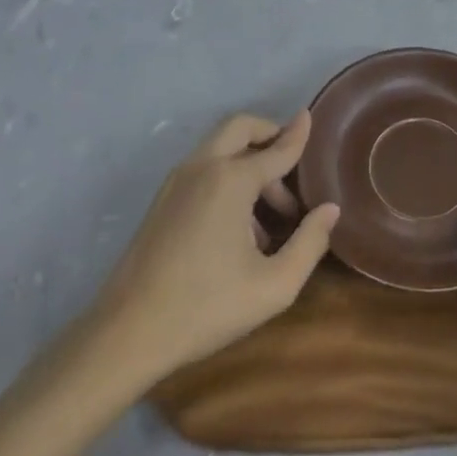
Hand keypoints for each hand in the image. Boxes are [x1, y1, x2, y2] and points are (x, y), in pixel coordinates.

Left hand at [93, 111, 338, 383]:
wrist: (126, 335)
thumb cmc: (206, 307)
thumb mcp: (275, 285)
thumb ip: (310, 242)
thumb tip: (330, 209)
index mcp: (231, 180)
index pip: (276, 149)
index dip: (299, 136)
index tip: (312, 120)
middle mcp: (202, 168)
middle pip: (240, 127)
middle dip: (269, 136)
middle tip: (293, 168)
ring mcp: (176, 183)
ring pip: (220, 148)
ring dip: (250, 162)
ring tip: (271, 215)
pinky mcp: (161, 201)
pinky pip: (204, 169)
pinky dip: (228, 177)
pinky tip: (240, 228)